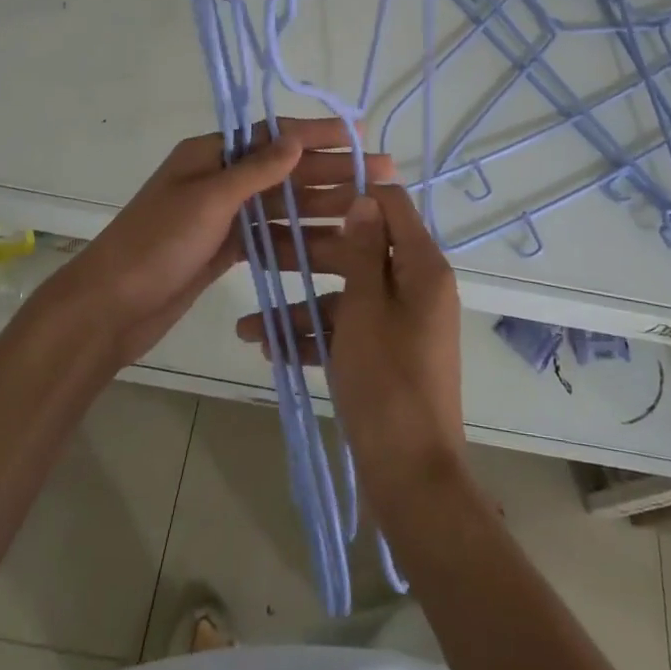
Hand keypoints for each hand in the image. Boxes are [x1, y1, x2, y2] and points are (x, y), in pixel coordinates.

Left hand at [27, 118, 379, 372]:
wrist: (110, 308)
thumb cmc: (156, 244)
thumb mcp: (207, 200)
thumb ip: (255, 171)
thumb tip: (296, 138)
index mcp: (210, 154)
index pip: (273, 135)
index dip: (317, 133)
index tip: (358, 132)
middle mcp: (220, 179)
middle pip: (285, 170)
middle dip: (332, 170)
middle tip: (382, 172)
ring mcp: (224, 216)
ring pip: (283, 205)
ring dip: (323, 204)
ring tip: (368, 207)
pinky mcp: (226, 249)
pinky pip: (272, 236)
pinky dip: (300, 237)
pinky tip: (334, 242)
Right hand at [235, 184, 465, 524]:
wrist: (412, 477)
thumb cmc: (387, 381)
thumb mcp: (365, 308)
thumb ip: (362, 251)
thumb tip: (363, 199)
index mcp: (422, 267)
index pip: (392, 206)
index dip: (351, 193)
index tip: (306, 191)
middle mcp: (416, 288)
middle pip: (361, 251)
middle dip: (310, 253)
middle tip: (262, 247)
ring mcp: (400, 324)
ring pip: (346, 296)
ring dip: (301, 306)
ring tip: (247, 324)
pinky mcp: (385, 356)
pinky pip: (348, 331)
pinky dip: (314, 337)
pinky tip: (268, 347)